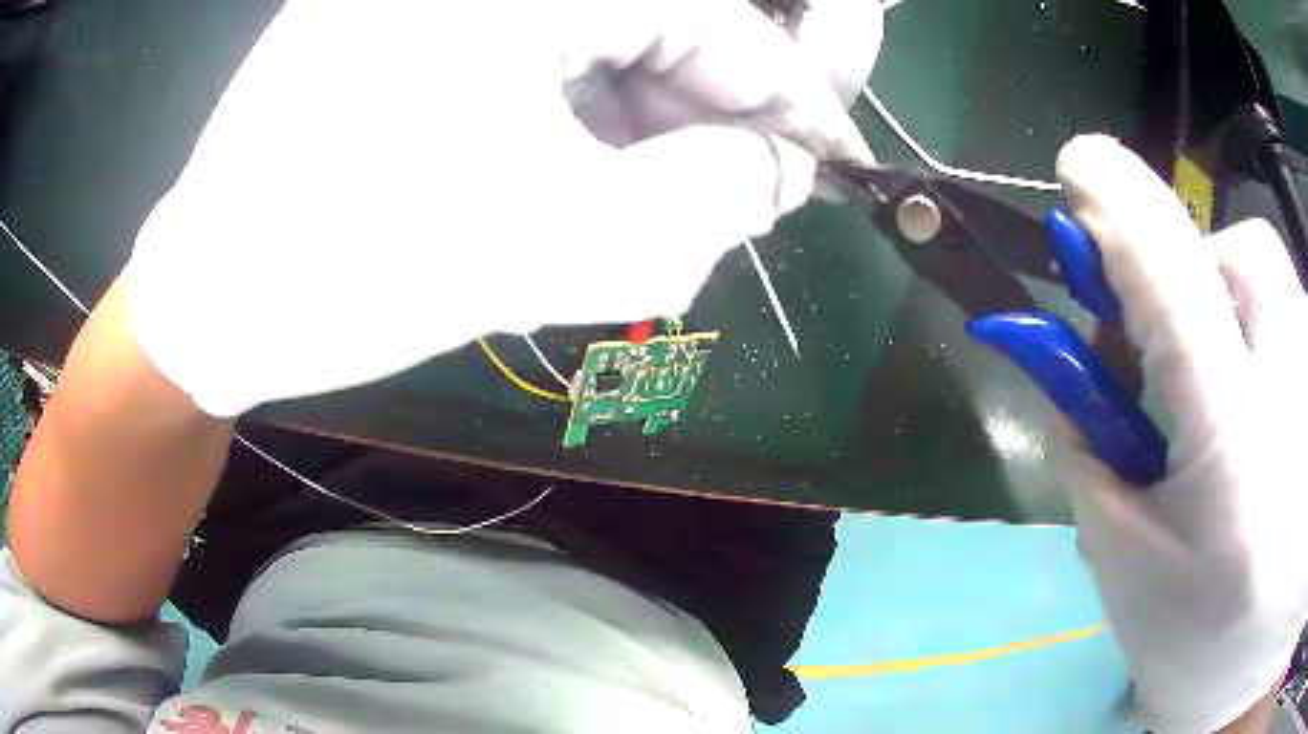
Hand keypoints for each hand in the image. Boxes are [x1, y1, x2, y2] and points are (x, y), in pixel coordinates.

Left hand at [125, 0, 874, 416]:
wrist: (209, 298)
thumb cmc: (349, 270)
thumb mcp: (553, 245)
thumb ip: (705, 201)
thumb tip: (781, 171)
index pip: (709, 15)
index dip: (778, 92)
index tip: (813, 160)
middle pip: (653, 17)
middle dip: (707, 107)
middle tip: (735, 192)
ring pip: (593, 35)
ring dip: (641, 114)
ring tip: (654, 199)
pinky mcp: (401, 21)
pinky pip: (532, 46)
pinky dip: (576, 106)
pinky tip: (574, 173)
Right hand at [1054, 135, 1307, 731]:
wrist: (1243, 682)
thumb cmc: (1191, 643)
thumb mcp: (1124, 557)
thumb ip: (1091, 445)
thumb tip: (1068, 359)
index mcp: (1235, 448)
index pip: (1175, 285)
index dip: (1121, 210)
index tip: (1077, 167)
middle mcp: (1296, 395)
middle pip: (1243, 256)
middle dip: (1193, 276)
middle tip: (1172, 355)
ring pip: (1274, 283)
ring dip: (1232, 311)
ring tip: (1223, 399)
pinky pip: (1296, 321)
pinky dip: (1266, 340)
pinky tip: (1265, 416)